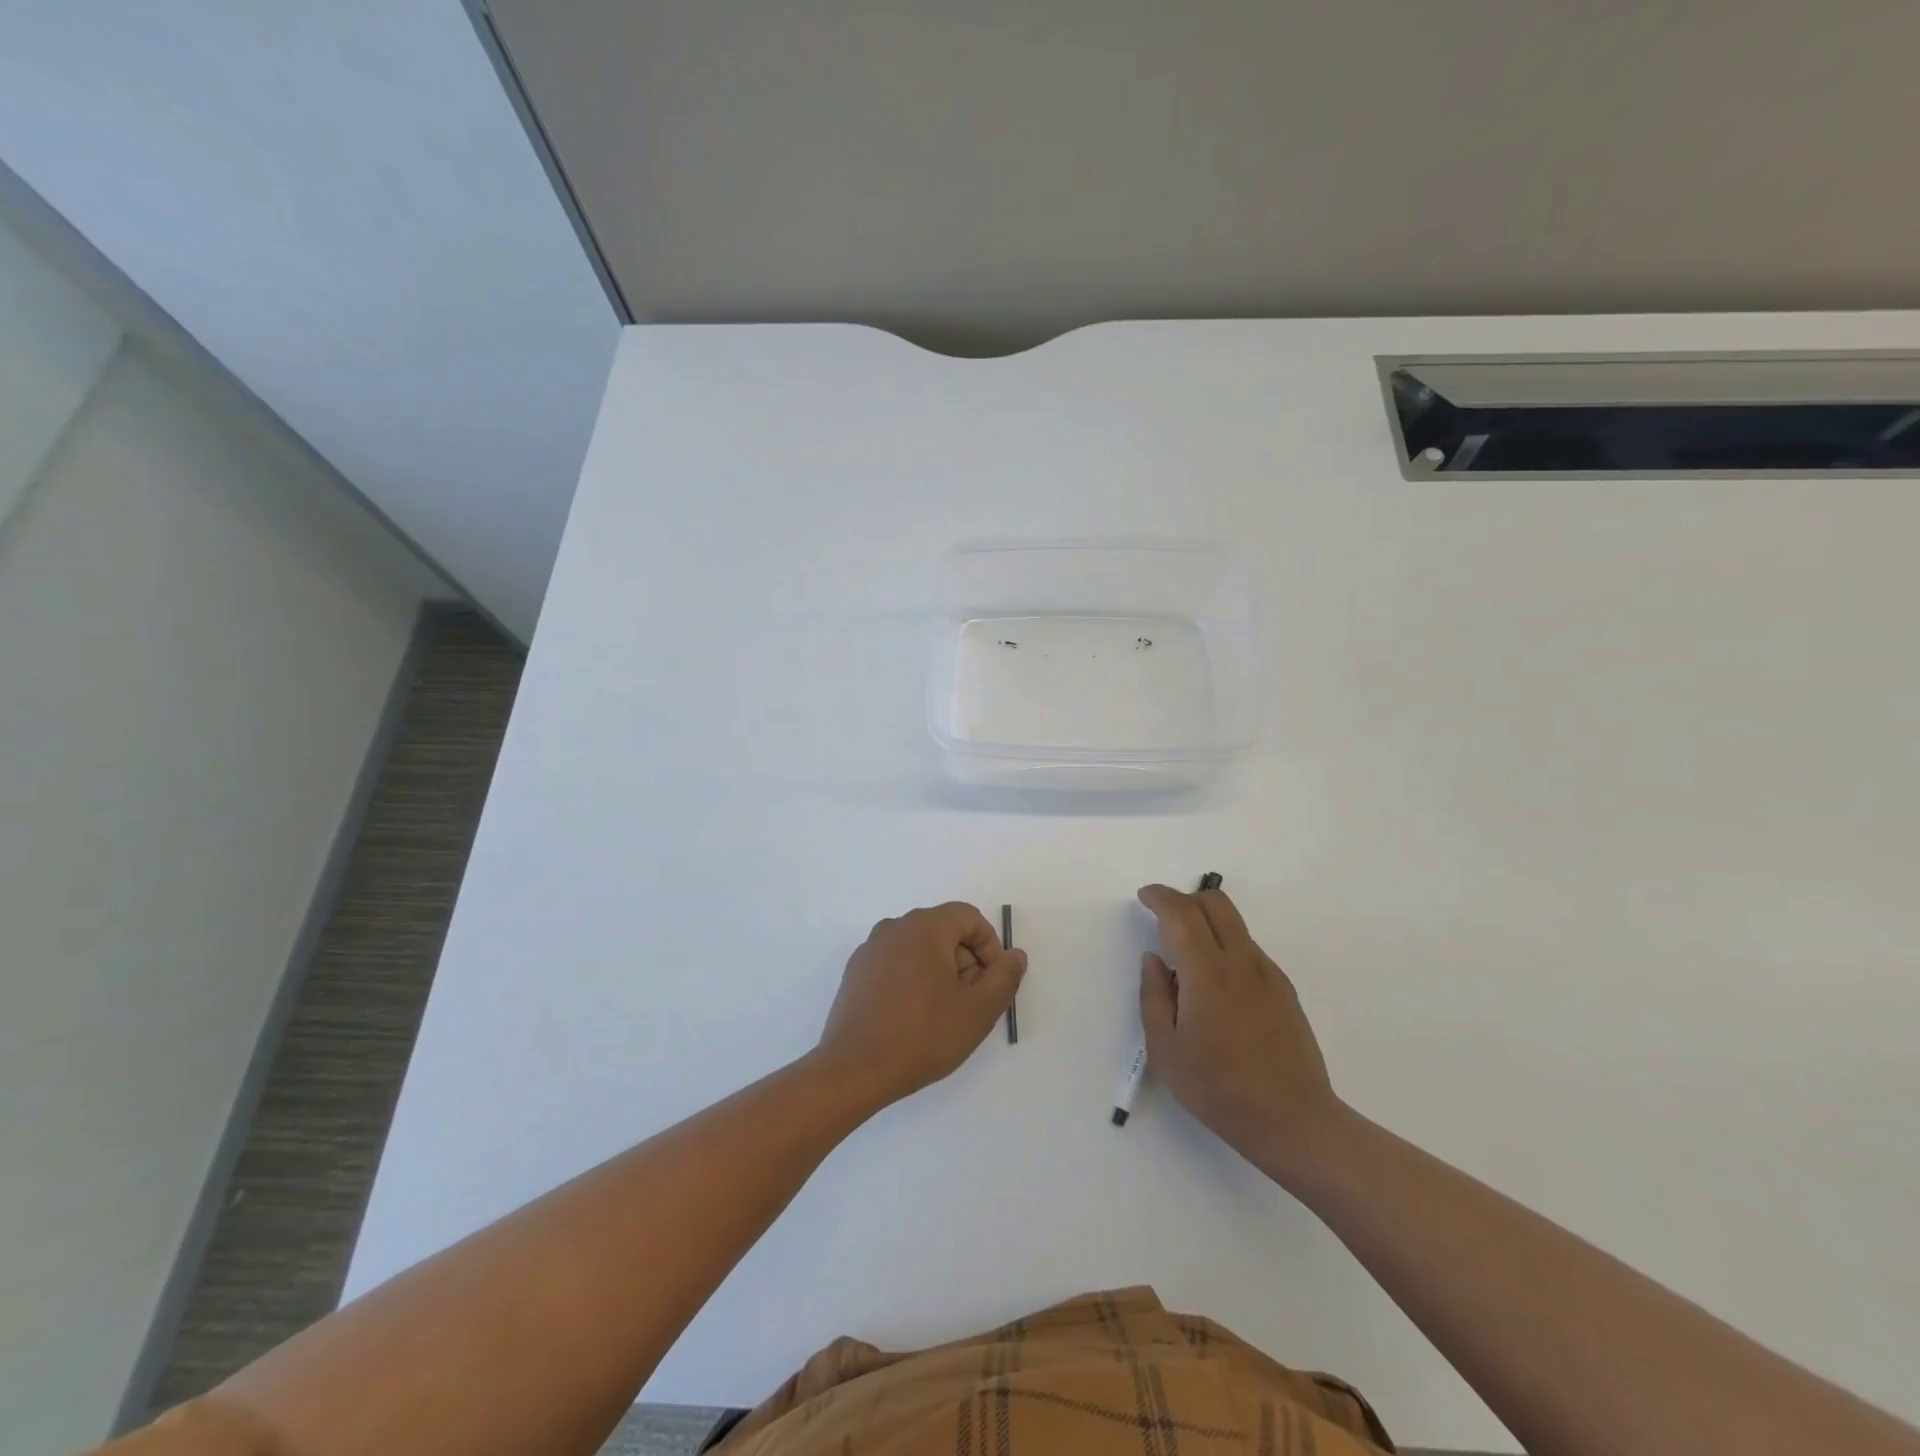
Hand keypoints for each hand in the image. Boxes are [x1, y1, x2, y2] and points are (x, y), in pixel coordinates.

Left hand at [816, 902, 1026, 1106]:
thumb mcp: (978, 1010)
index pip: (968, 917)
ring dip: (940, 973)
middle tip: (972, 1003)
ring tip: (945, 1015)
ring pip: (919, 949)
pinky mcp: (855, 974)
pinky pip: (896, 965)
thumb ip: (1004, 977)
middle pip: (943, 931)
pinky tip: (914, 1020)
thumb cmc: (923, 1035)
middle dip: (966, 962)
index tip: (993, 982)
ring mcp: (870, 950)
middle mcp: (894, 928)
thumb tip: (1015, 956)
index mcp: (924, 926)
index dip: (989, 946)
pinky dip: (913, 981)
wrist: (854, 1071)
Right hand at [1136, 883, 1346, 1182]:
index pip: (1182, 914)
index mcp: (1208, 973)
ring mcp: (1268, 974)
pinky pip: (1249, 950)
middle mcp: (1242, 962)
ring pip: (1235, 925)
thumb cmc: (1219, 1089)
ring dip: (1207, 923)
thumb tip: (1154, 959)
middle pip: (1216, 903)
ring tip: (1187, 961)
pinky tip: (1216, 989)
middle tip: (1163, 918)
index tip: (1144, 896)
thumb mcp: (1166, 1050)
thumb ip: (1153, 996)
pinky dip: (1226, 947)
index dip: (1160, 897)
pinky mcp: (1284, 990)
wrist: (1294, 1122)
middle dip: (1185, 898)